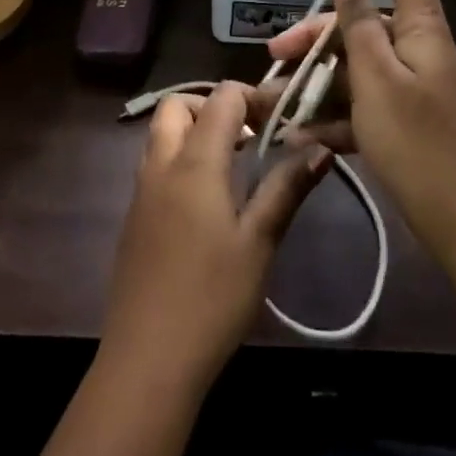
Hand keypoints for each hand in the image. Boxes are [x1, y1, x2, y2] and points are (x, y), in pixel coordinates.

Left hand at [103, 83, 331, 388]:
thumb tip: (321, 147)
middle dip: (214, 106)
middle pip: (179, 105)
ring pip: (162, 133)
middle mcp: (161, 163)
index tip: (283, 119)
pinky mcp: (134, 216)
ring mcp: (141, 190)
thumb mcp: (259, 242)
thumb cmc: (212, 298)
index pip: (222, 97)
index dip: (254, 96)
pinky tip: (208, 200)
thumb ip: (287, 188)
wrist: (148, 359)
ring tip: (234, 164)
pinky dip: (180, 158)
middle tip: (250, 135)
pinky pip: (155, 163)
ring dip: (195, 131)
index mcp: (194, 162)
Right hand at [251, 0, 455, 270]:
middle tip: (276, 56)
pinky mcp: (400, 119)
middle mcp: (415, 49)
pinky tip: (300, 134)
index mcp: (420, 29)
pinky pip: (361, 103)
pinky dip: (333, 115)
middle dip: (317, 36)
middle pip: (364, 22)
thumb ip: (359, 23)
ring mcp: (409, 86)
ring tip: (275, 100)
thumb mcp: (376, 77)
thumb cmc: (414, 139)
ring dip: (315, 80)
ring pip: (355, 66)